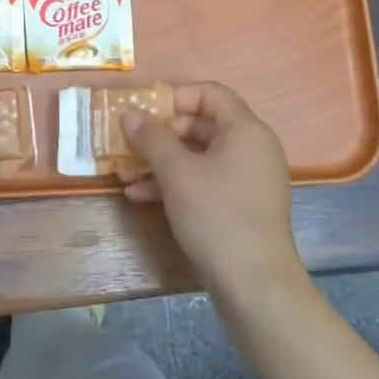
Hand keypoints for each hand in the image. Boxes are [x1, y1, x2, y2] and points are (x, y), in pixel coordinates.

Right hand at [118, 82, 303, 296]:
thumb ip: (152, 138)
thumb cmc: (217, 215)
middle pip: (200, 125)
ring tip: (124, 174)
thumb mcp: (177, 173)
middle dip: (159, 135)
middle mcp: (251, 148)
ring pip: (197, 157)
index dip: (174, 96)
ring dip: (159, 162)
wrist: (254, 285)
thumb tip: (130, 113)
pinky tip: (139, 196)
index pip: (210, 93)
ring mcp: (247, 179)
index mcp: (245, 130)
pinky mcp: (239, 206)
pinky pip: (204, 181)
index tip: (142, 112)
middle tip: (126, 144)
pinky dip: (174, 183)